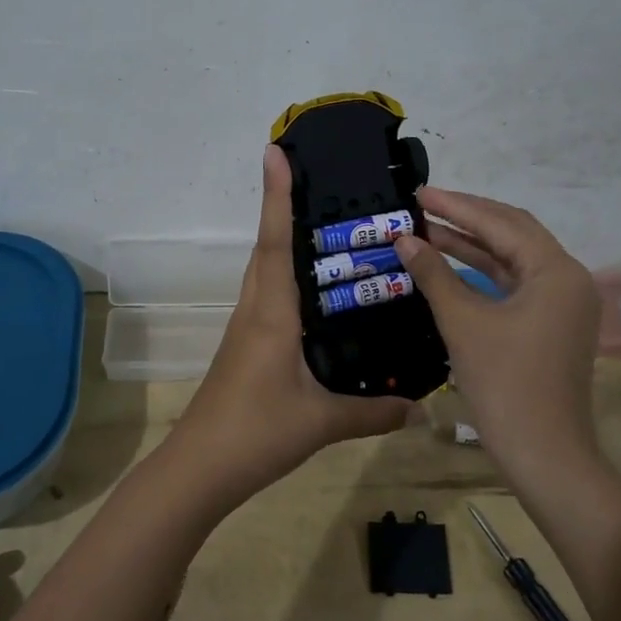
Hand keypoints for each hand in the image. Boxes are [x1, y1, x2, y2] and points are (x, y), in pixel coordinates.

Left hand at [176, 147, 409, 504]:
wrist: (200, 468)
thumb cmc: (257, 432)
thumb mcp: (322, 421)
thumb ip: (373, 411)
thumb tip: (420, 408)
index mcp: (272, 313)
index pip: (275, 241)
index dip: (276, 195)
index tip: (274, 152)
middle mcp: (256, 309)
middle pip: (267, 247)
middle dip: (283, 207)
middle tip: (315, 178)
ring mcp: (247, 328)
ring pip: (266, 271)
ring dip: (283, 240)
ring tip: (323, 224)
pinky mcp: (246, 345)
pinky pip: (268, 296)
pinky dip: (286, 277)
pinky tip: (315, 292)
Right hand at [391, 188, 601, 468]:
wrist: (543, 454)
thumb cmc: (505, 384)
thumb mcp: (463, 323)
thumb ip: (434, 275)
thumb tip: (405, 240)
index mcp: (556, 271)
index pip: (501, 223)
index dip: (457, 206)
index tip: (419, 194)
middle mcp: (567, 278)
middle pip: (513, 233)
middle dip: (467, 218)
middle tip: (423, 206)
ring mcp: (561, 303)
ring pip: (513, 259)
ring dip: (472, 245)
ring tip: (428, 231)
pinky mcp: (550, 323)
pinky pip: (514, 284)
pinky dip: (482, 272)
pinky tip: (450, 264)